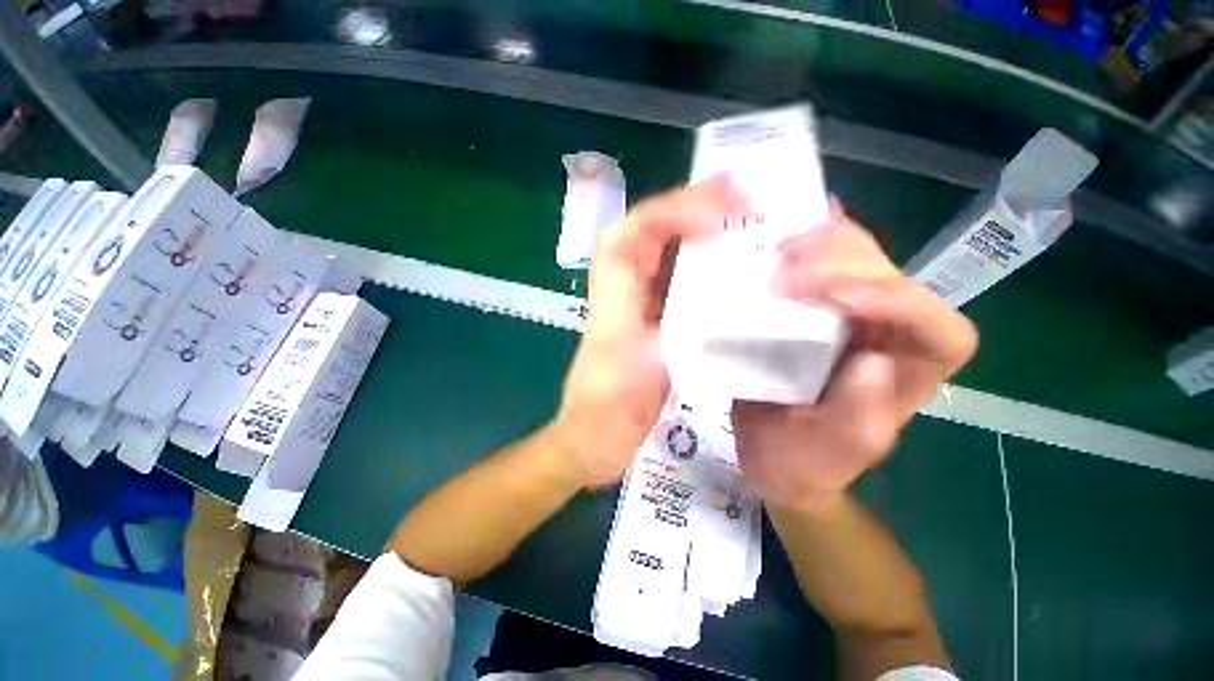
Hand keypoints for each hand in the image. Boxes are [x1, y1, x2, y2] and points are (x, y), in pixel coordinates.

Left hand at [552, 177, 746, 485]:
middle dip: (691, 208)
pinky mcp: (653, 322)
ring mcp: (638, 306)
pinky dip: (704, 266)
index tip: (717, 212)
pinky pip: (677, 282)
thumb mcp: (640, 377)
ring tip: (744, 217)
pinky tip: (733, 264)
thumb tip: (717, 303)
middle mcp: (623, 294)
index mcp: (612, 302)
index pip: (629, 236)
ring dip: (699, 231)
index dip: (669, 213)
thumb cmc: (604, 415)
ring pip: (664, 254)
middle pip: (648, 233)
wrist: (591, 441)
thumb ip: (673, 338)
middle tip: (742, 195)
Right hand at [732, 204, 976, 510]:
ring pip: (857, 261)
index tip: (835, 299)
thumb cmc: (803, 459)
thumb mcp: (829, 454)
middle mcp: (889, 332)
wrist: (769, 449)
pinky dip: (806, 242)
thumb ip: (859, 421)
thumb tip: (871, 361)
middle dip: (843, 263)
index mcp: (910, 372)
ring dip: (821, 246)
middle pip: (890, 276)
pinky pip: (821, 263)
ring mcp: (849, 312)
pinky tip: (784, 228)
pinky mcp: (814, 304)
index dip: (895, 301)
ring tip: (777, 248)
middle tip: (785, 265)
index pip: (935, 326)